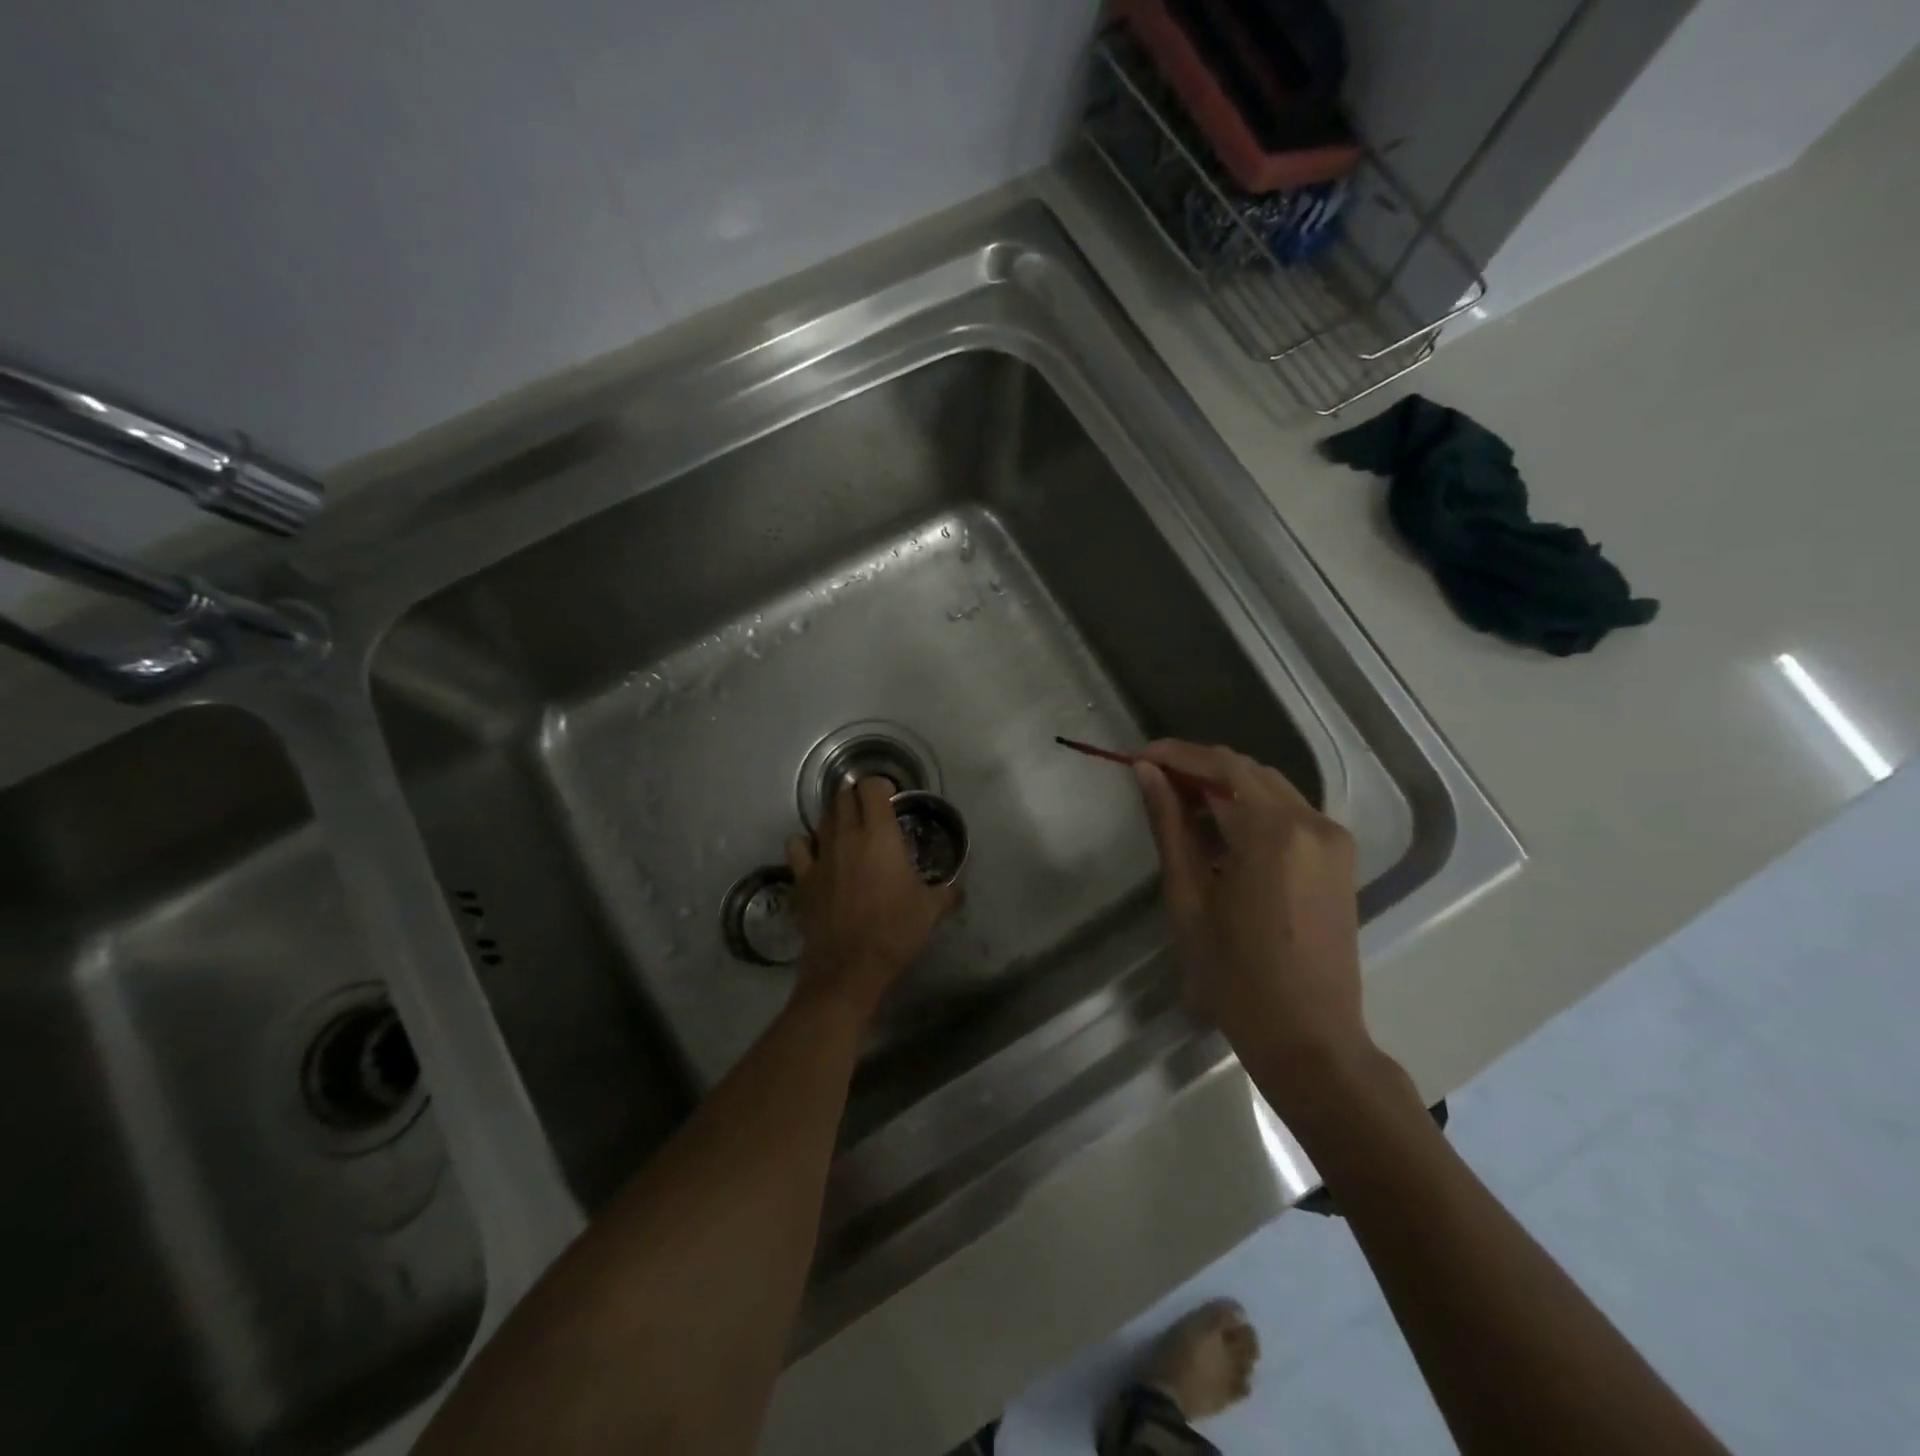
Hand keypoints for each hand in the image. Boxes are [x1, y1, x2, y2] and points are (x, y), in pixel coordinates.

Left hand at [786, 778, 957, 1018]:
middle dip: (857, 797)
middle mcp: (846, 836)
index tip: (891, 796)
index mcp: (879, 834)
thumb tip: (958, 890)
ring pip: (821, 818)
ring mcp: (819, 856)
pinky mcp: (802, 878)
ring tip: (848, 830)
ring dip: (835, 817)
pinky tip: (816, 853)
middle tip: (872, 811)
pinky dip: (806, 844)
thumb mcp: (931, 909)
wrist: (849, 966)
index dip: (881, 785)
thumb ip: (947, 893)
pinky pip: (797, 847)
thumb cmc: (895, 930)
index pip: (871, 787)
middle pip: (843, 797)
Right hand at [1133, 740, 1371, 1103]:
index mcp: (1274, 831)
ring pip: (1269, 788)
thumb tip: (1146, 773)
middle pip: (1247, 771)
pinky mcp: (1338, 859)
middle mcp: (1312, 822)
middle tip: (1152, 779)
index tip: (1137, 756)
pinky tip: (1218, 829)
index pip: (1221, 766)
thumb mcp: (1189, 896)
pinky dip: (1249, 809)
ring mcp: (1332, 840)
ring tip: (1178, 802)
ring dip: (1223, 787)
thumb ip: (1169, 825)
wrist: (1309, 1038)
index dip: (1175, 754)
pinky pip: (1287, 813)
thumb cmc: (1235, 975)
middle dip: (1197, 768)